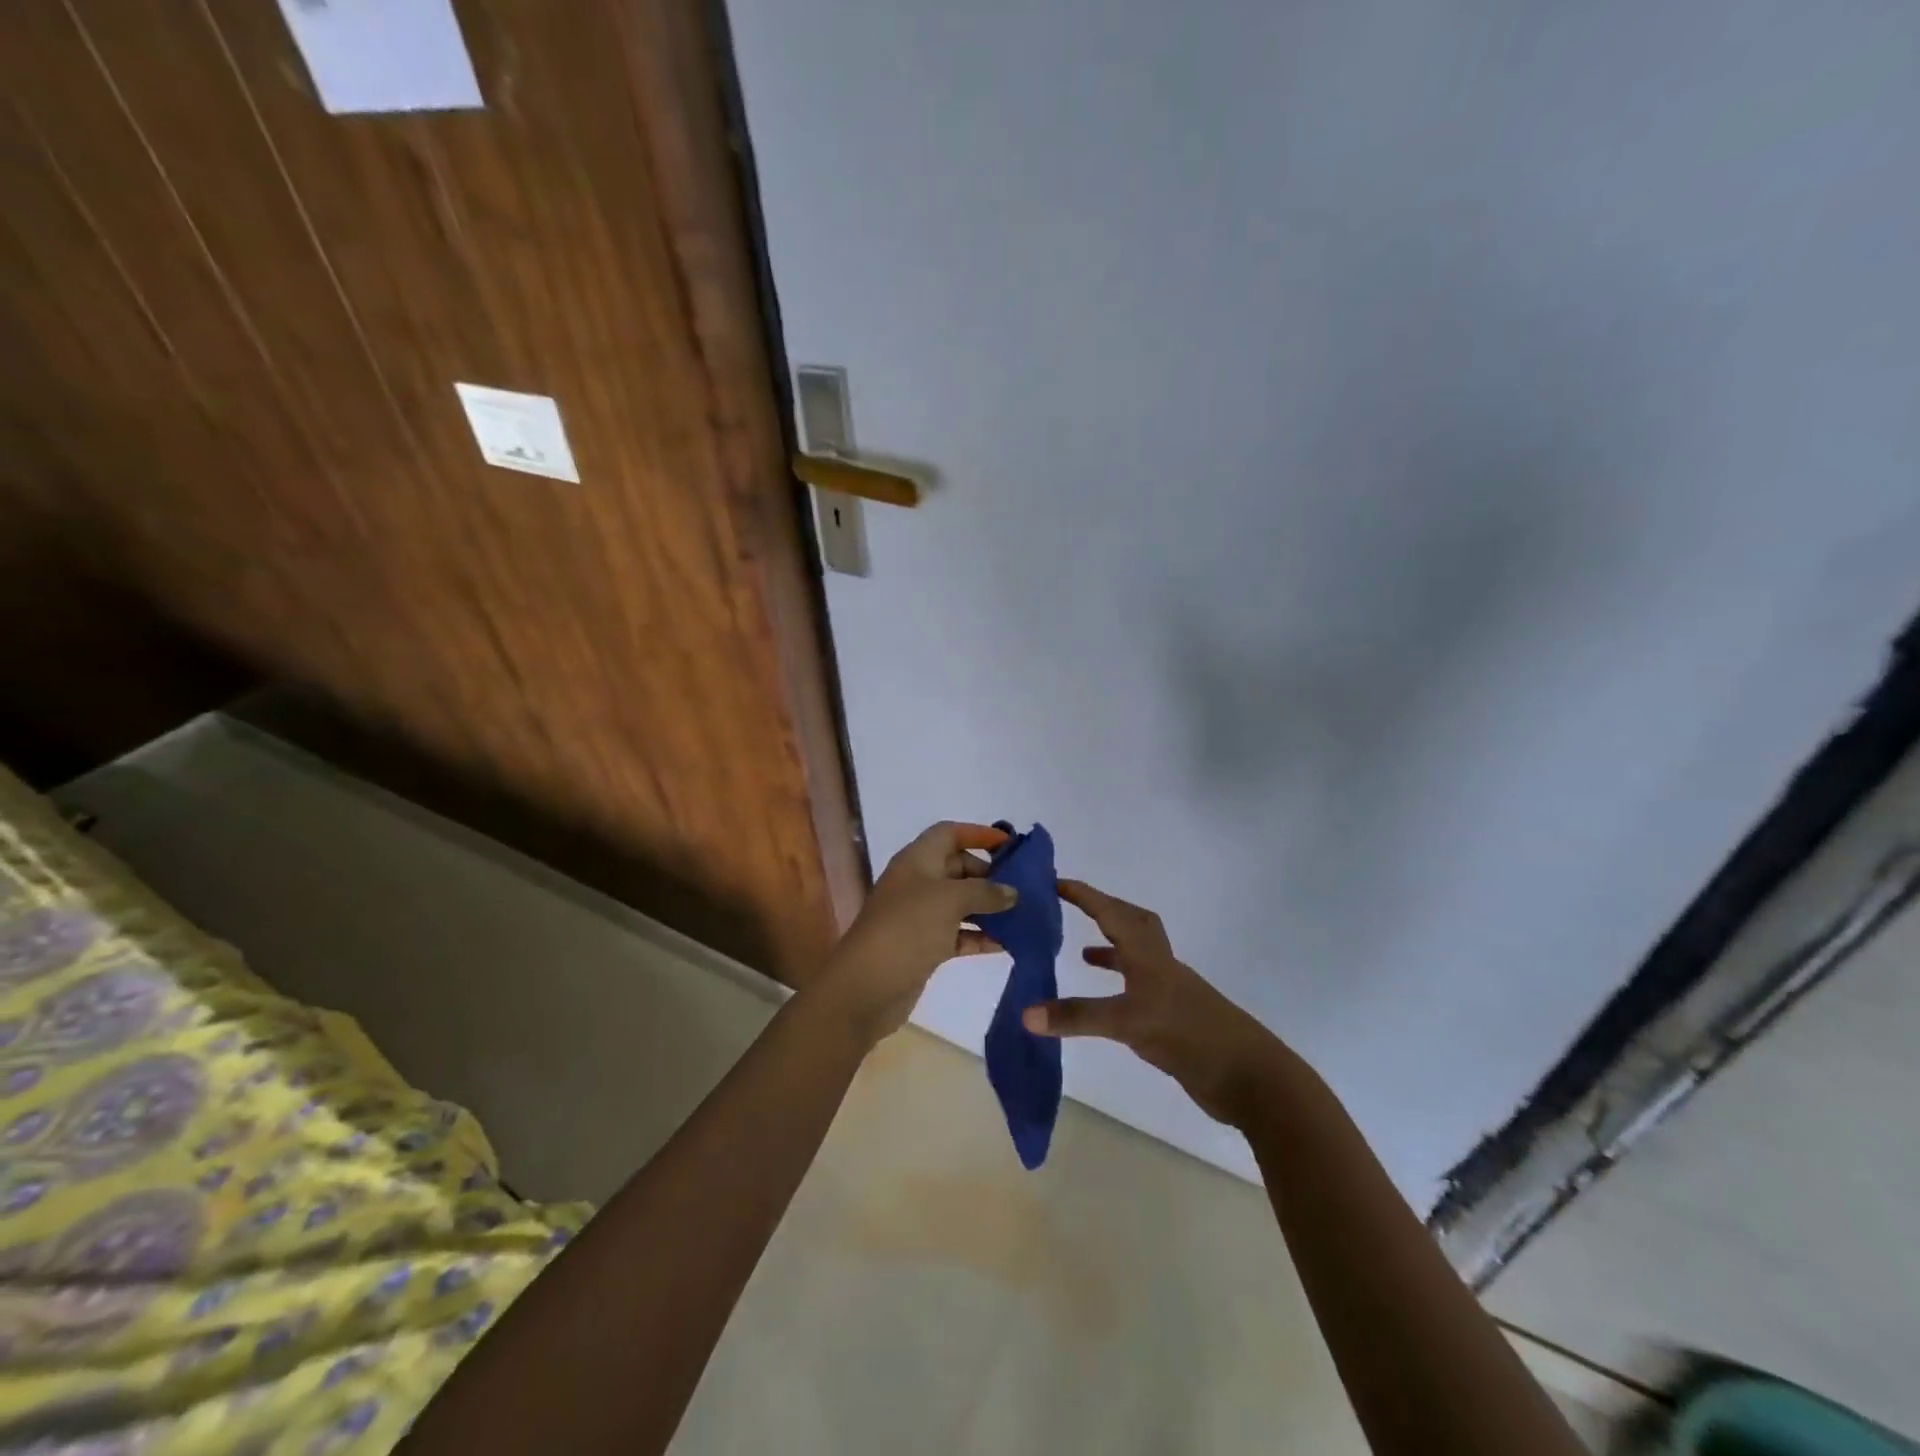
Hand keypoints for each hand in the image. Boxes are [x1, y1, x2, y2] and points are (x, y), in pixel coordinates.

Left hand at [816, 822, 1016, 1044]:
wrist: (866, 986)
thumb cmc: (907, 928)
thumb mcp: (949, 900)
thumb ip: (985, 892)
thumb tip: (1011, 893)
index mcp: (917, 860)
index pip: (949, 834)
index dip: (978, 834)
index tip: (1011, 846)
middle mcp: (918, 882)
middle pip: (959, 868)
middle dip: (990, 876)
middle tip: (1024, 889)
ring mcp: (921, 916)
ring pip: (962, 903)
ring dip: (990, 908)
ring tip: (1024, 916)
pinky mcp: (925, 946)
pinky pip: (959, 933)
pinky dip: (981, 936)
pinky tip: (1007, 944)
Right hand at [1024, 879, 1283, 1124]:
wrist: (1250, 1078)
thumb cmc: (1189, 1036)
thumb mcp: (1128, 1023)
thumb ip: (1078, 1017)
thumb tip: (1025, 1013)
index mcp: (1148, 955)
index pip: (1110, 912)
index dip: (1084, 895)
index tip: (1055, 881)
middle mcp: (1160, 965)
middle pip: (1131, 922)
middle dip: (1102, 909)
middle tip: (1072, 907)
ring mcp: (1170, 991)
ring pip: (1137, 954)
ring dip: (1111, 947)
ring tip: (1080, 952)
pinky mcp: (1175, 1017)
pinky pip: (1140, 986)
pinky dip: (1121, 985)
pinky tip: (1109, 1002)